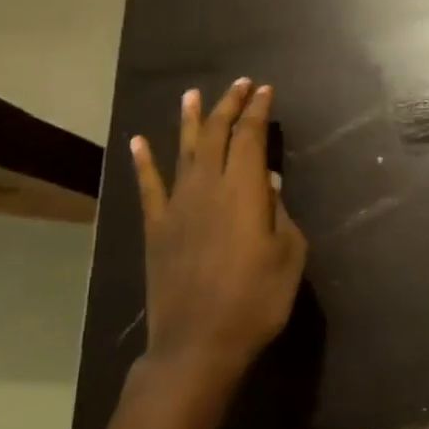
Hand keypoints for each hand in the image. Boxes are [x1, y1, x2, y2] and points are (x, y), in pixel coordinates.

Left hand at [129, 79, 307, 388]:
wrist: (199, 343)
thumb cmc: (257, 299)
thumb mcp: (289, 254)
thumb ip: (281, 213)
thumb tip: (269, 183)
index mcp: (244, 190)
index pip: (251, 137)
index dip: (258, 111)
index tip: (266, 91)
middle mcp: (207, 187)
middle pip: (217, 134)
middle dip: (229, 105)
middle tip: (241, 85)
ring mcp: (177, 206)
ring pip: (183, 150)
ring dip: (190, 120)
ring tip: (192, 94)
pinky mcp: (156, 228)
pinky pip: (148, 186)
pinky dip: (143, 161)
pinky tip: (139, 141)